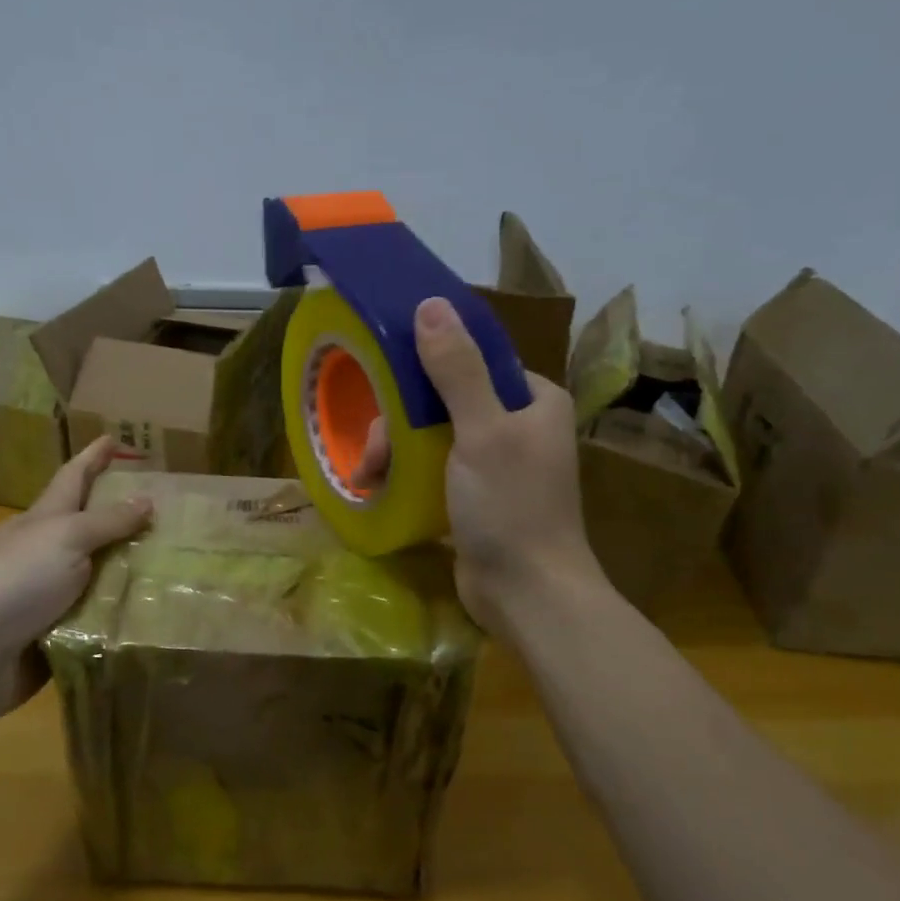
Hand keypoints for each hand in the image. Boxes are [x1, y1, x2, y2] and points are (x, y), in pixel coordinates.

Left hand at [0, 437, 151, 729]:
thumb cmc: (16, 580)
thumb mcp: (66, 538)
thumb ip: (108, 521)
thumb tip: (146, 498)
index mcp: (41, 521)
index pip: (72, 478)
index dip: (93, 458)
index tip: (113, 438)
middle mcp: (43, 554)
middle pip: (85, 528)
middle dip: (119, 518)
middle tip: (163, 511)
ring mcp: (46, 596)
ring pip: (96, 576)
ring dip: (128, 572)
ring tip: (173, 566)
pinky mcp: (53, 635)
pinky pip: (96, 619)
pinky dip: (120, 615)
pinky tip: (152, 614)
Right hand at [350, 296, 604, 630]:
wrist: (528, 595)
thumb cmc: (510, 507)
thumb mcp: (482, 432)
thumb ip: (456, 370)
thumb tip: (429, 305)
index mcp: (533, 399)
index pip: (472, 360)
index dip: (425, 367)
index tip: (386, 385)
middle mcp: (516, 424)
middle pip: (443, 400)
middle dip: (400, 423)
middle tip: (373, 454)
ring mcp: (494, 463)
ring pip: (431, 435)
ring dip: (395, 451)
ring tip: (366, 478)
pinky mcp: (475, 495)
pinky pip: (432, 468)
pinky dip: (405, 473)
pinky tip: (376, 487)